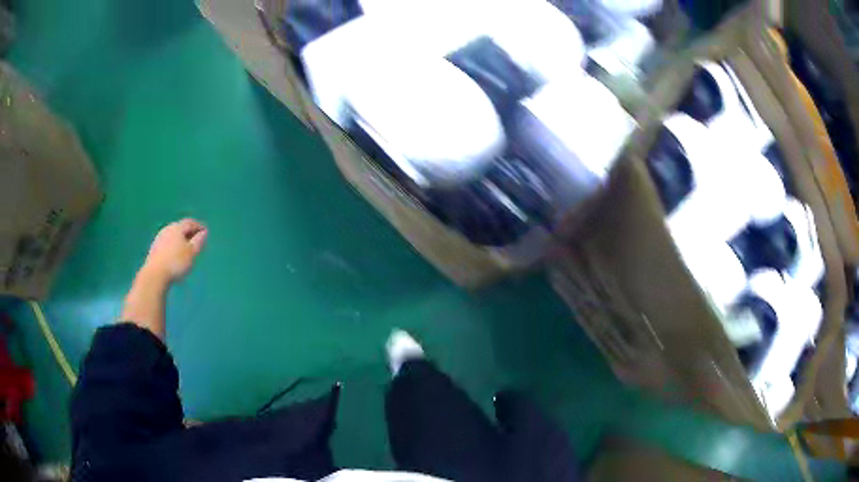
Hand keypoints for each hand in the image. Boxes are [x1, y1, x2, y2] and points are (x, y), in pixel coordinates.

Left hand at [142, 219, 207, 283]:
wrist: (155, 274)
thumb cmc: (176, 262)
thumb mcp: (192, 252)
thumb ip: (199, 241)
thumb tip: (204, 232)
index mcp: (178, 227)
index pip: (191, 222)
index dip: (199, 226)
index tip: (205, 232)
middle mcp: (168, 228)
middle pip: (181, 227)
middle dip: (189, 233)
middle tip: (196, 241)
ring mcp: (160, 238)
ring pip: (173, 235)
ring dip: (180, 240)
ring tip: (186, 249)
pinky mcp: (154, 247)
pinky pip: (167, 243)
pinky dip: (173, 246)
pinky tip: (175, 254)